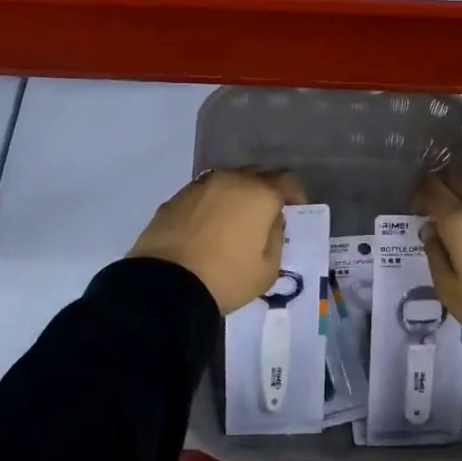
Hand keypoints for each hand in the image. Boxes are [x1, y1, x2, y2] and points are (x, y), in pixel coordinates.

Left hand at [130, 169, 306, 313]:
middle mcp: (230, 180)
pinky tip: (206, 228)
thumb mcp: (268, 269)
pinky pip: (202, 195)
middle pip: (256, 175)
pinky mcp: (174, 199)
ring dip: (235, 197)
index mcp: (259, 194)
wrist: (166, 284)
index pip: (288, 180)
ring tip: (233, 222)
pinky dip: (210, 206)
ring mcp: (198, 186)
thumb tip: (270, 220)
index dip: (296, 194)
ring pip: (226, 183)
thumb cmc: (226, 278)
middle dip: (264, 191)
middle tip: (265, 216)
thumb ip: (276, 237)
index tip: (295, 210)